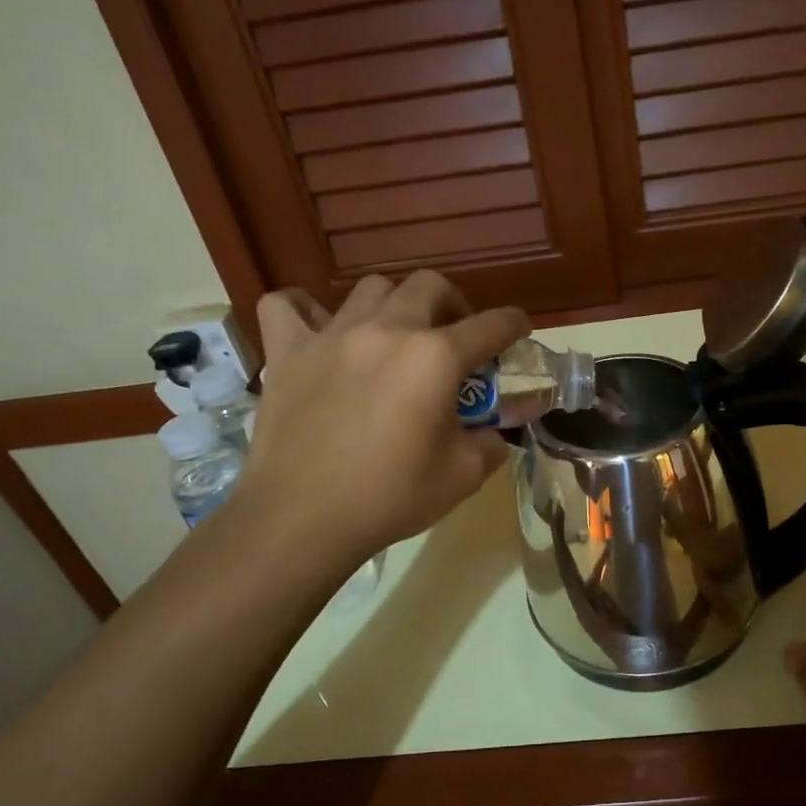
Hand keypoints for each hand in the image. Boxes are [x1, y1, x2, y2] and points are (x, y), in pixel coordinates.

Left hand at [236, 271, 529, 565]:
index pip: (490, 326)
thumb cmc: (390, 497)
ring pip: (371, 289)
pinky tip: (317, 331)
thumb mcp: (463, 476)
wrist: (303, 519)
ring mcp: (331, 336)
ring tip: (394, 338)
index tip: (518, 329)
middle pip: (430, 286)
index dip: (513, 325)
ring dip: (394, 305)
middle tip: (453, 338)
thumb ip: (490, 443)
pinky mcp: (287, 352)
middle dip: (453, 304)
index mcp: (435, 358)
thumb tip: (493, 433)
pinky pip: (287, 306)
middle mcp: (386, 330)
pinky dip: (304, 310)